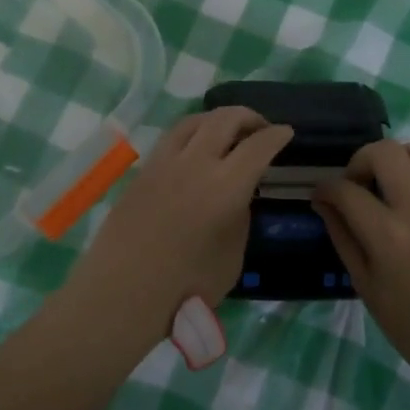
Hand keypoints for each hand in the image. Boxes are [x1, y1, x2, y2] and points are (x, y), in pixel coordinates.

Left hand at [64, 108, 292, 347]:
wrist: (122, 292)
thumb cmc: (186, 286)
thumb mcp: (232, 257)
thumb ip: (240, 218)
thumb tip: (237, 197)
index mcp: (226, 185)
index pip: (258, 146)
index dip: (276, 135)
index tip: (286, 132)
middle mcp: (196, 162)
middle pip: (225, 119)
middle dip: (249, 117)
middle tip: (260, 128)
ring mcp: (164, 162)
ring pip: (194, 121)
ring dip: (217, 119)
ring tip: (226, 131)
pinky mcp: (143, 171)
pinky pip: (172, 138)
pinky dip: (192, 133)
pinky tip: (195, 149)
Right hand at [312, 140, 409, 384]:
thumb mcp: (364, 284)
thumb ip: (342, 236)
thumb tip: (323, 201)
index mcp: (388, 236)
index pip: (346, 191)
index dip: (326, 188)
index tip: (323, 195)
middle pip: (386, 152)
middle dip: (362, 159)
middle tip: (361, 182)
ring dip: (405, 156)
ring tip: (398, 178)